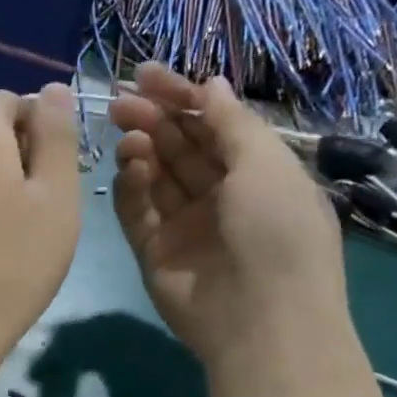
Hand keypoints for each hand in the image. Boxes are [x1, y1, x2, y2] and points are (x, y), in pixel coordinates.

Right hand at [110, 64, 345, 366]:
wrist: (261, 321)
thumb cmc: (276, 232)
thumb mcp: (266, 165)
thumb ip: (232, 122)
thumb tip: (211, 85)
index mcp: (258, 174)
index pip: (214, 125)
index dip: (182, 97)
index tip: (145, 74)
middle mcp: (221, 197)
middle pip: (180, 148)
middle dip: (154, 119)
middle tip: (120, 101)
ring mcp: (186, 226)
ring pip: (156, 177)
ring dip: (141, 149)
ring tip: (127, 133)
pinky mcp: (155, 252)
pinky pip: (137, 212)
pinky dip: (130, 187)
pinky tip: (128, 166)